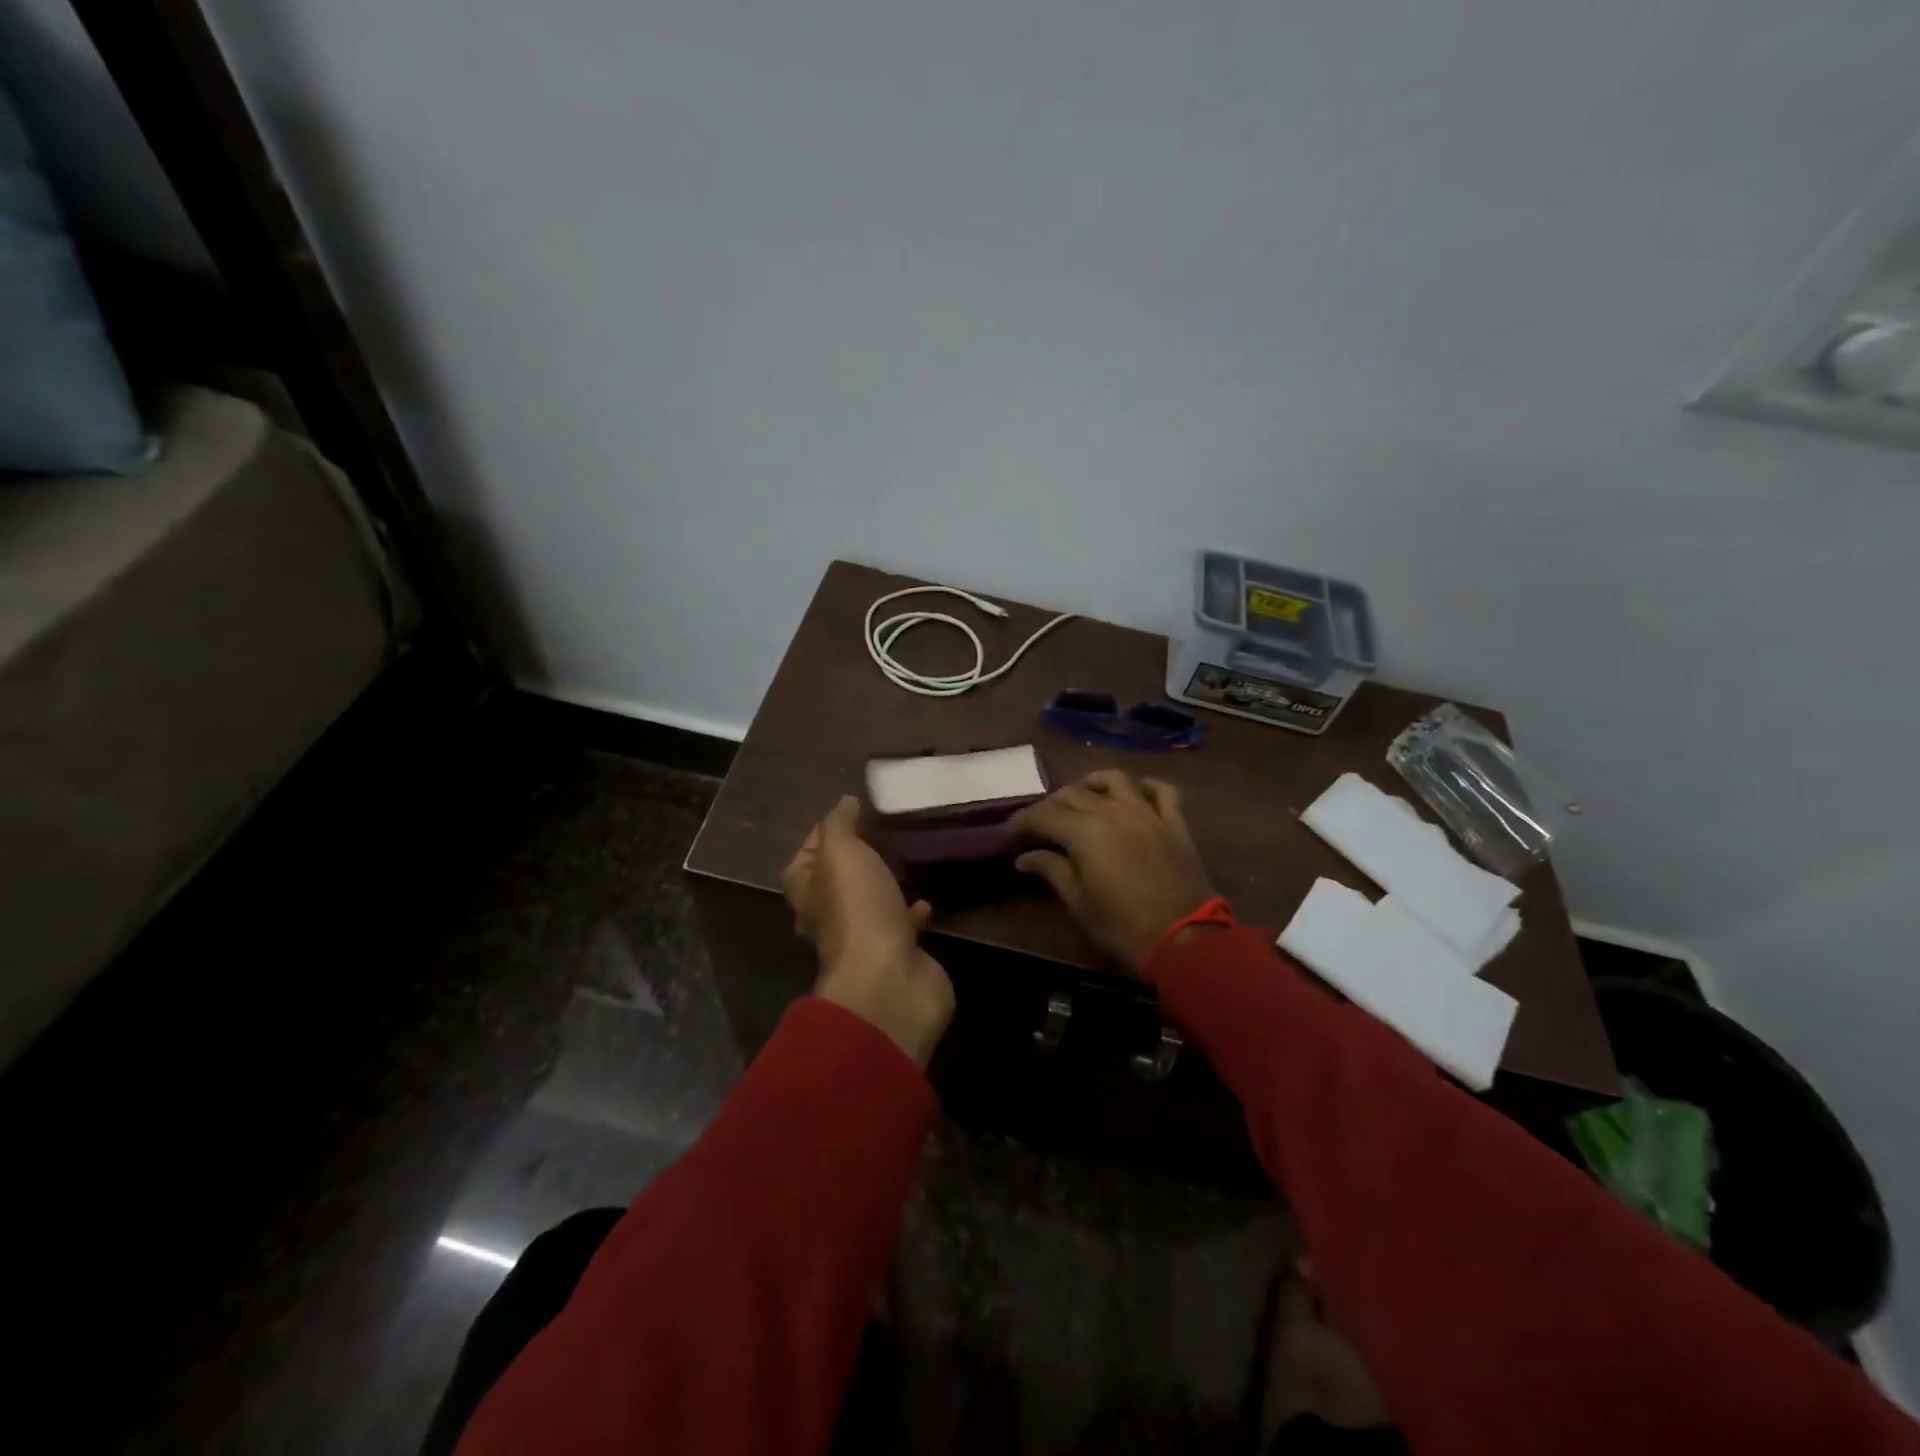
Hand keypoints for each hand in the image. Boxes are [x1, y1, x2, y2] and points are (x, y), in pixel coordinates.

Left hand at [782, 796, 954, 1068]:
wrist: (890, 980)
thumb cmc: (858, 909)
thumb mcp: (842, 853)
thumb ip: (841, 824)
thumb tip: (844, 802)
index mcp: (809, 894)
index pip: (803, 861)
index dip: (818, 837)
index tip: (846, 814)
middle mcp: (832, 918)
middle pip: (837, 883)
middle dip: (856, 860)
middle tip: (882, 831)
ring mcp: (866, 938)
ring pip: (871, 903)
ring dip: (884, 885)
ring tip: (906, 857)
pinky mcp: (898, 953)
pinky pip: (903, 925)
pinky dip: (912, 912)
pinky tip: (927, 898)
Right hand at [1011, 770, 1218, 974]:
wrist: (1184, 941)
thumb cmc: (1122, 927)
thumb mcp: (1078, 903)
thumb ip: (1051, 871)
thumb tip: (1024, 858)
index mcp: (1084, 831)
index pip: (1043, 816)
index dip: (1022, 823)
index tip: (1008, 835)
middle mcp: (1112, 811)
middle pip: (1072, 793)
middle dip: (1049, 806)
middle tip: (1039, 826)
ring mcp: (1147, 813)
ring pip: (1115, 779)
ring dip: (1092, 784)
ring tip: (1082, 798)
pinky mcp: (1174, 823)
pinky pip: (1162, 791)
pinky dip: (1146, 787)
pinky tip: (1136, 794)